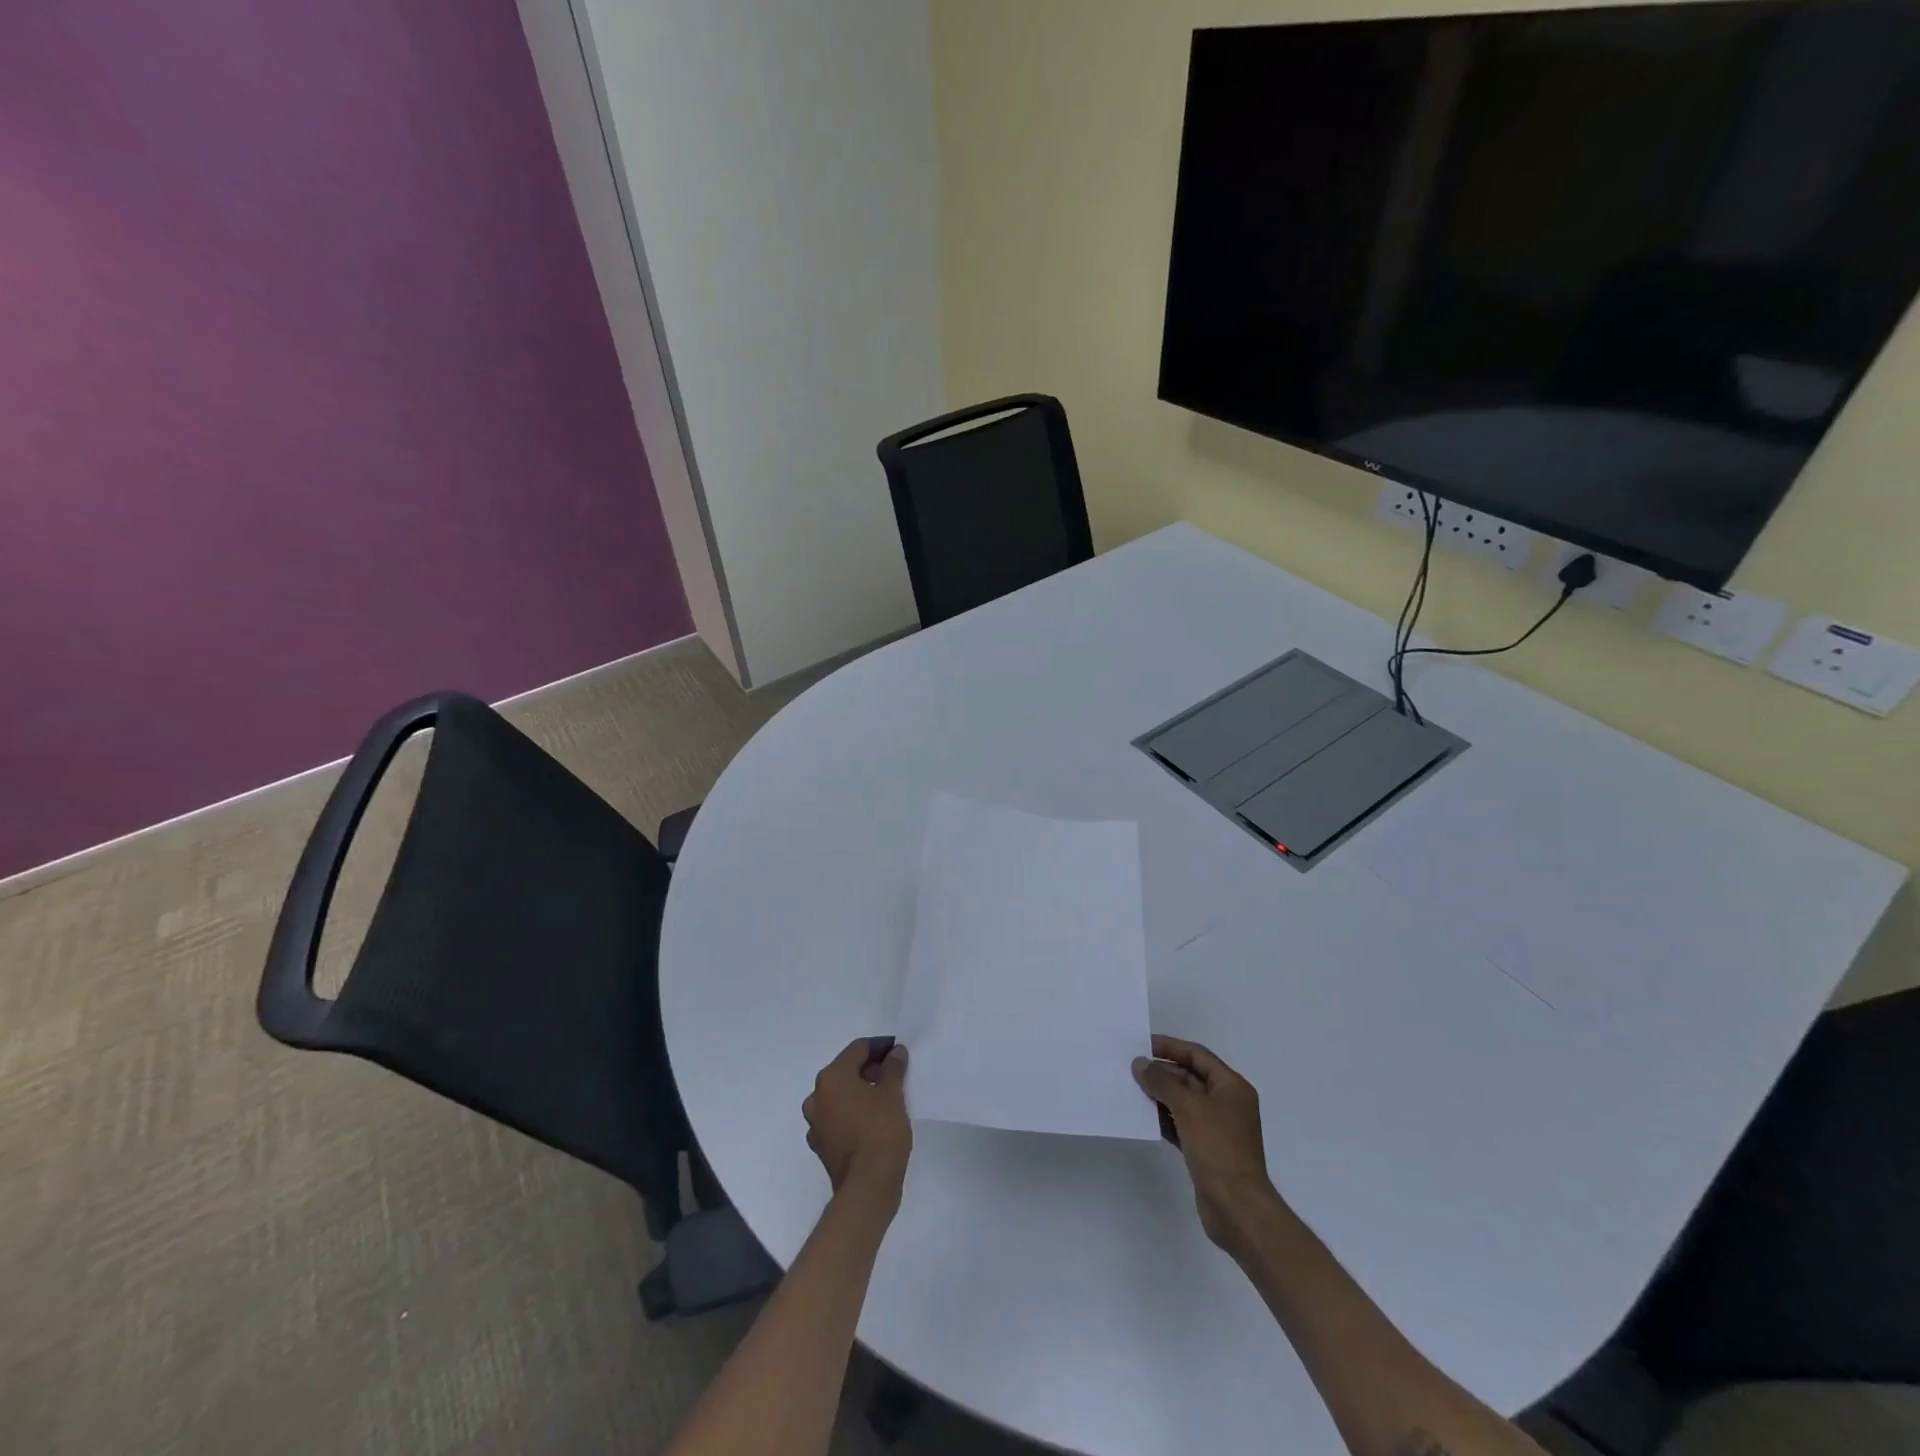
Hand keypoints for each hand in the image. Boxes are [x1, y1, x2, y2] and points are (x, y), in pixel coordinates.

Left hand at [802, 1038, 911, 1208]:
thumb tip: (895, 1052)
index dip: (880, 1046)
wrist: (867, 1187)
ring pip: (840, 1095)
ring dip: (860, 1090)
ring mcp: (816, 1123)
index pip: (858, 1049)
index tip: (898, 1050)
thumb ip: (893, 1067)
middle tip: (895, 1072)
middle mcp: (817, 1096)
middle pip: (845, 1070)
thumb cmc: (880, 1131)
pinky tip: (872, 1120)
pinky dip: (853, 1112)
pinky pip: (838, 1117)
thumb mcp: (893, 1093)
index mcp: (831, 1077)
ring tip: (885, 1096)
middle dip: (870, 1068)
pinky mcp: (821, 1145)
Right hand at [1133, 1035, 1276, 1255]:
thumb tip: (1140, 1064)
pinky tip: (1143, 1117)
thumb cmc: (1218, 1148)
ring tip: (1132, 1089)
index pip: (1197, 1055)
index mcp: (1231, 1087)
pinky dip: (1164, 1119)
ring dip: (1160, 1095)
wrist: (1237, 1207)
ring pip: (1184, 1102)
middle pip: (1190, 1077)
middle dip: (1163, 1072)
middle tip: (1132, 1068)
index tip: (1143, 1044)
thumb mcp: (1188, 1107)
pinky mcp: (1206, 1150)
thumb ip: (1162, 1082)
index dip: (1170, 1047)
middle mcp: (1227, 1103)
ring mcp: (1217, 1128)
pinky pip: (1181, 1124)